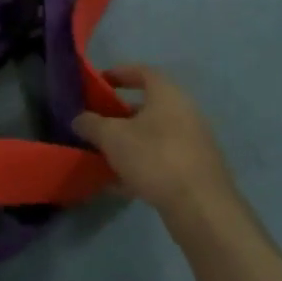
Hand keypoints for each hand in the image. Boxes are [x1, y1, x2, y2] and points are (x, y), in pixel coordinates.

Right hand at [72, 65, 237, 224]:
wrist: (202, 208)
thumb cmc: (154, 158)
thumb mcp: (111, 137)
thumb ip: (90, 123)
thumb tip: (79, 119)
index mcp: (168, 96)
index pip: (143, 72)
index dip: (119, 73)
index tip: (98, 82)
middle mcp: (185, 114)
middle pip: (148, 106)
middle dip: (119, 114)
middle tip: (97, 122)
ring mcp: (193, 144)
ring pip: (154, 136)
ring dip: (129, 142)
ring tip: (103, 154)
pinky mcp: (195, 171)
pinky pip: (161, 160)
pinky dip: (141, 165)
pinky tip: (119, 184)